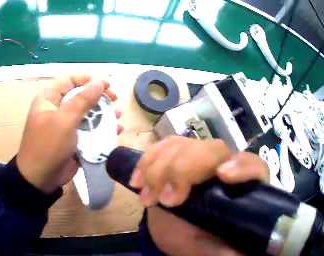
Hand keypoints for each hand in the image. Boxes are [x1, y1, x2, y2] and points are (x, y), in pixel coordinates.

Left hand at [17, 75, 121, 193]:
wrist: (41, 178)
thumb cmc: (48, 146)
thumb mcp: (64, 121)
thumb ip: (82, 100)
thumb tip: (99, 82)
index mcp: (49, 99)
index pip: (69, 80)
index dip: (88, 79)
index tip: (106, 85)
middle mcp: (57, 108)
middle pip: (81, 95)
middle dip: (99, 96)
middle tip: (115, 100)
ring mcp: (66, 124)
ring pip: (88, 112)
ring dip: (104, 112)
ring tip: (118, 115)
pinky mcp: (74, 138)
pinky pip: (90, 128)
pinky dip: (103, 127)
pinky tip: (116, 130)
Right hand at [130, 136, 267, 254]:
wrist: (183, 234)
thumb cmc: (202, 242)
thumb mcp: (215, 251)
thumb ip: (226, 250)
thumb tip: (239, 252)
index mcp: (242, 188)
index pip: (254, 166)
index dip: (242, 166)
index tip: (221, 176)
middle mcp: (225, 167)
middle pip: (213, 150)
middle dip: (184, 170)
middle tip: (164, 199)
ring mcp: (201, 159)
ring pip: (186, 144)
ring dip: (161, 166)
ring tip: (147, 195)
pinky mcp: (180, 157)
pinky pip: (166, 146)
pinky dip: (149, 158)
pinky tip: (138, 177)